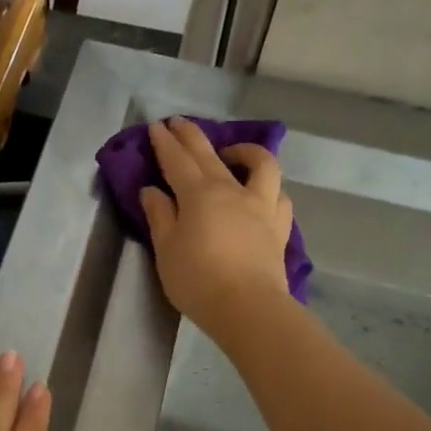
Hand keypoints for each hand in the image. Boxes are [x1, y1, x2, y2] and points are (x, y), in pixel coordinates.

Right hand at [140, 117, 294, 339]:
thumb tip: (152, 190)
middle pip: (210, 155)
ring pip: (260, 165)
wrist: (247, 307)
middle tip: (179, 122)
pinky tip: (261, 193)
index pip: (177, 161)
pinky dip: (269, 188)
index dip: (164, 143)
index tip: (156, 126)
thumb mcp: (166, 249)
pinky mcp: (279, 227)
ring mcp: (261, 206)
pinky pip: (279, 196)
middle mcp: (232, 190)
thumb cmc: (197, 280)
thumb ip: (159, 216)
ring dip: (245, 151)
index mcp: (199, 195)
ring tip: (232, 153)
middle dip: (192, 136)